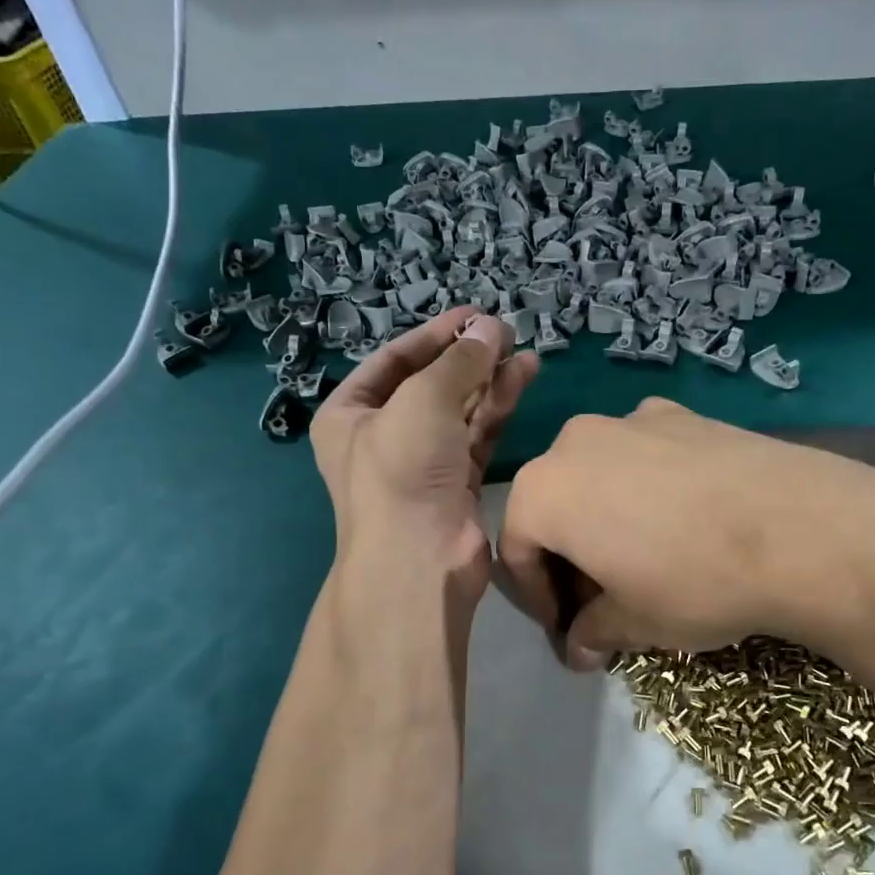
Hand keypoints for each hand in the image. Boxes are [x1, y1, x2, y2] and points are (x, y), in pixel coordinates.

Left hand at [310, 307, 537, 598]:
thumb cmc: (402, 469)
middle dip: (467, 358)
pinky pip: (477, 434)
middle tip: (504, 332)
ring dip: (490, 380)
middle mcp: (383, 436)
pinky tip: (523, 378)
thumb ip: (460, 361)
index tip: (473, 315)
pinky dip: (499, 407)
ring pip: (459, 408)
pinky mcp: (456, 482)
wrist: (419, 560)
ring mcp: (421, 461)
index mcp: (350, 414)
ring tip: (524, 352)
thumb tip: (491, 326)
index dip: (434, 335)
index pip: (394, 360)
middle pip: (430, 383)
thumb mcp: (424, 400)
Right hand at [497, 399, 874, 668]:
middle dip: (569, 555)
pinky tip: (685, 518)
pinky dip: (646, 487)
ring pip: (598, 474)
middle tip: (602, 597)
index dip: (537, 597)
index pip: (516, 550)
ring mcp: (632, 419)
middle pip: (555, 505)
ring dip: (606, 517)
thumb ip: (594, 631)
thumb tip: (580, 648)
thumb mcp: (635, 622)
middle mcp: (575, 441)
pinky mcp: (682, 413)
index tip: (566, 629)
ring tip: (644, 556)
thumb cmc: (693, 581)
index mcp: (544, 490)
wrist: (799, 527)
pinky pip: (644, 454)